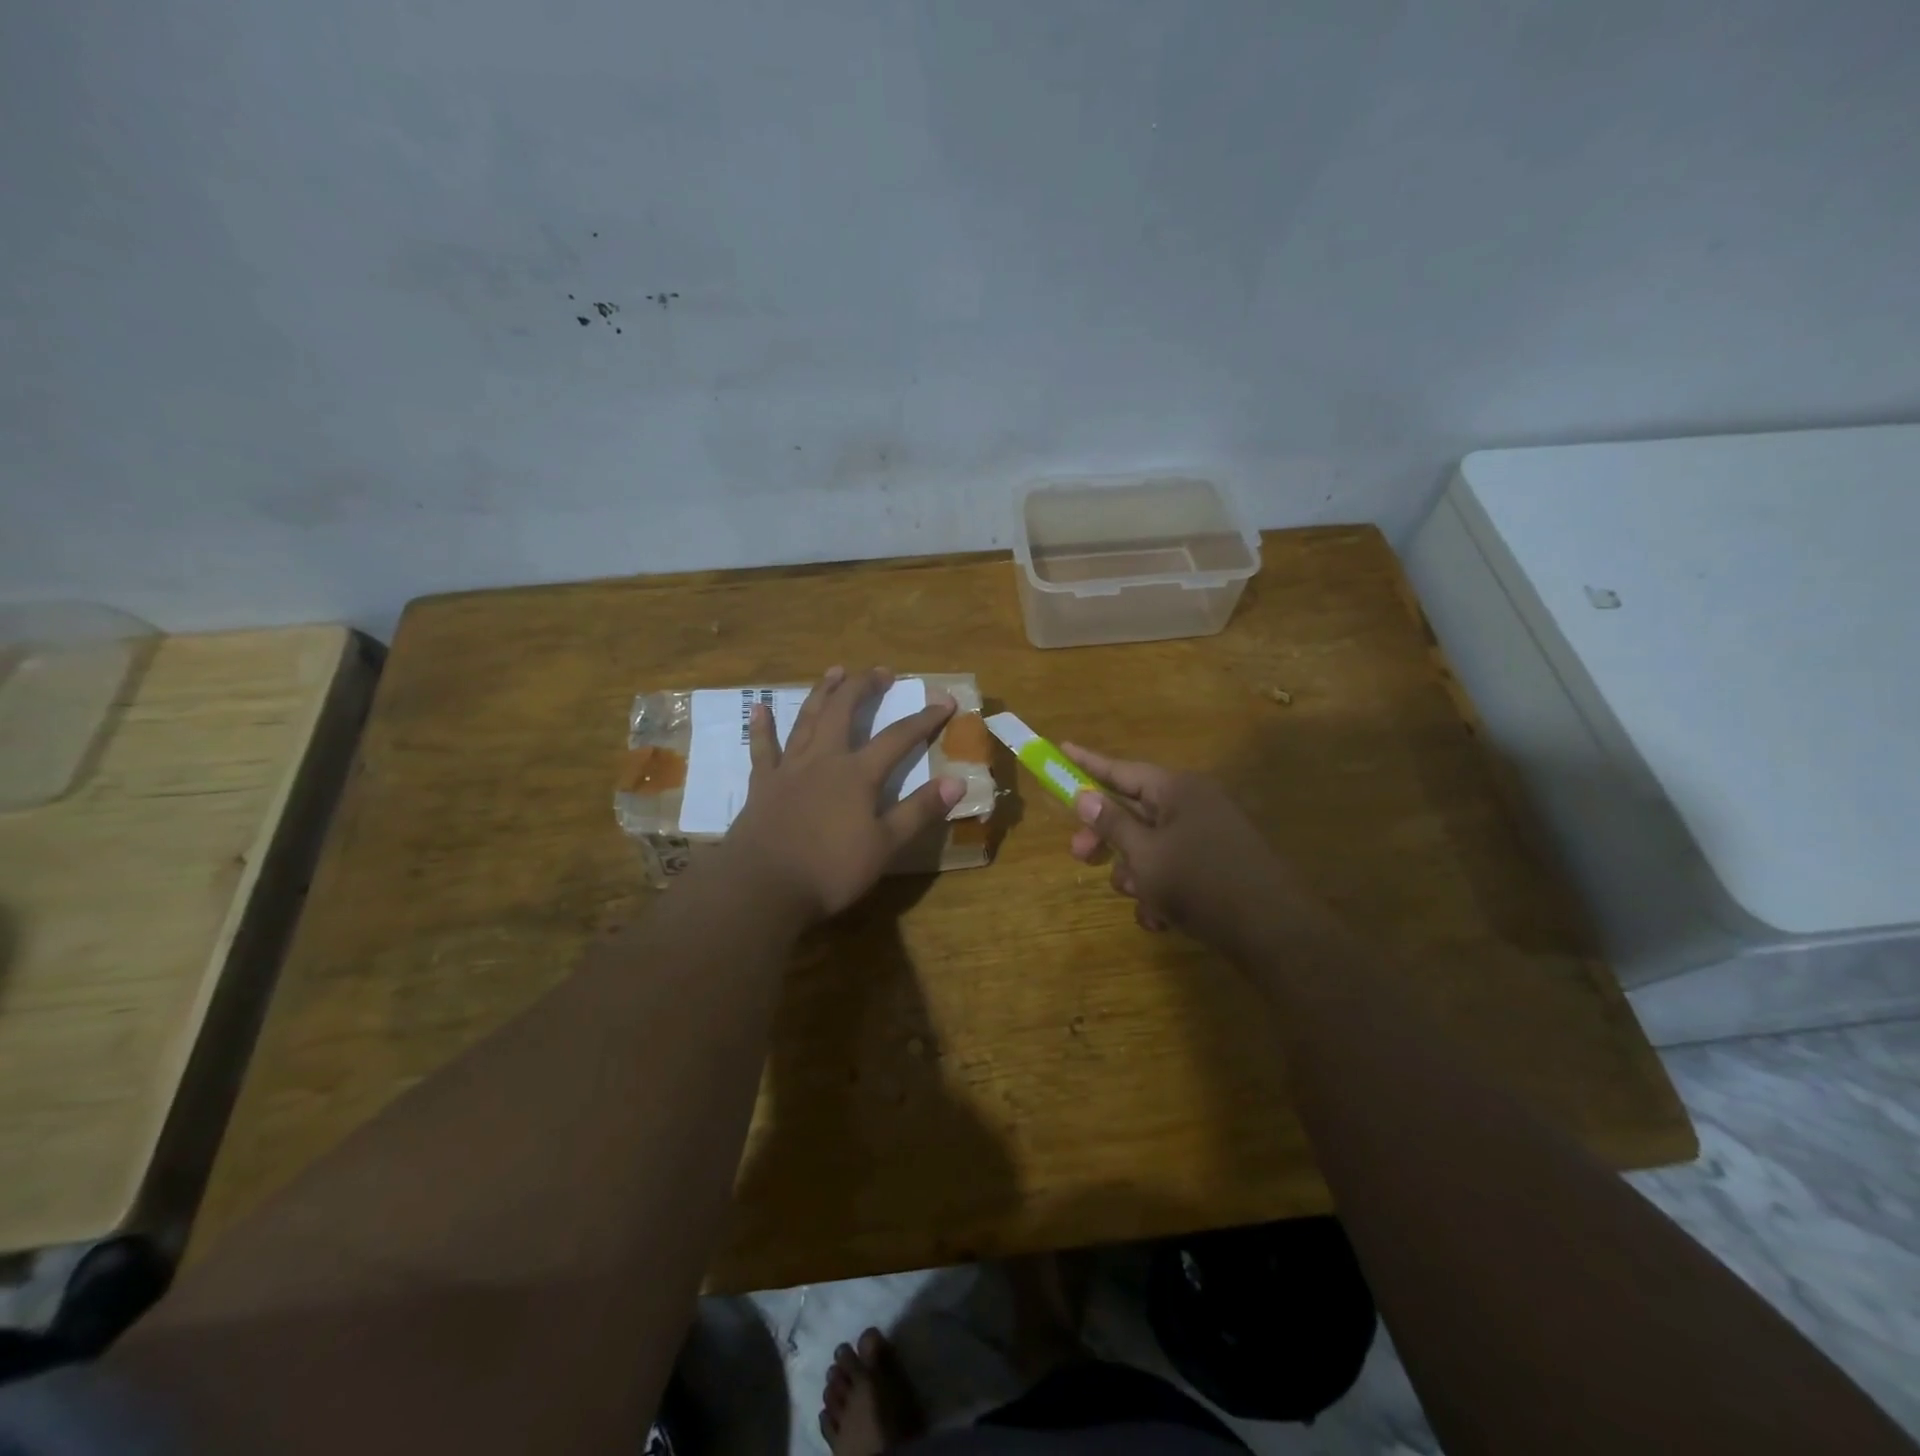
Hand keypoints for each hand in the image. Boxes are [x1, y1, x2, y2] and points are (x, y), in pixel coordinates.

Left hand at [723, 666, 962, 920]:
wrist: (763, 886)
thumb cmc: (830, 870)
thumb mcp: (885, 846)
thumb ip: (919, 811)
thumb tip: (957, 781)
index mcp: (858, 774)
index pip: (898, 738)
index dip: (924, 718)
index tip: (945, 701)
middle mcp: (824, 759)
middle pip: (845, 712)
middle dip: (865, 687)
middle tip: (881, 672)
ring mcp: (790, 768)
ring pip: (807, 719)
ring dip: (823, 693)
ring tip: (835, 671)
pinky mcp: (762, 784)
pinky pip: (763, 747)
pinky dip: (763, 726)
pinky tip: (759, 706)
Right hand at [1063, 742, 1309, 948]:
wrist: (1272, 931)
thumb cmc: (1199, 882)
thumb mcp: (1145, 854)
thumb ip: (1112, 824)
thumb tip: (1084, 796)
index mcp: (1177, 790)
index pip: (1121, 770)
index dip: (1088, 762)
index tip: (1061, 748)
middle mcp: (1192, 805)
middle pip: (1133, 811)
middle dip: (1107, 838)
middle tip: (1080, 855)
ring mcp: (1207, 836)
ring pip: (1150, 846)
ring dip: (1136, 873)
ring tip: (1142, 899)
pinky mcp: (1216, 866)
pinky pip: (1173, 870)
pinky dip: (1161, 891)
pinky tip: (1162, 919)